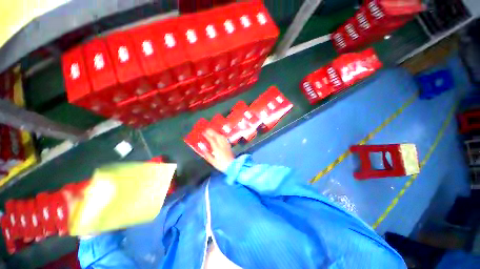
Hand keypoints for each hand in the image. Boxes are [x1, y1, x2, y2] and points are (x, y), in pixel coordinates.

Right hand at [202, 129, 233, 172]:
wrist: (232, 166)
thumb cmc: (221, 165)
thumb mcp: (213, 162)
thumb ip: (208, 155)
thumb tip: (203, 149)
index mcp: (217, 149)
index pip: (212, 140)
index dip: (207, 136)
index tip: (203, 132)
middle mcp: (222, 145)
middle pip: (217, 136)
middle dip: (212, 132)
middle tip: (207, 129)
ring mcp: (226, 145)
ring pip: (222, 137)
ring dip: (217, 133)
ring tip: (213, 131)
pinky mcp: (229, 146)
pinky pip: (225, 139)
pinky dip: (221, 136)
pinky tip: (220, 136)